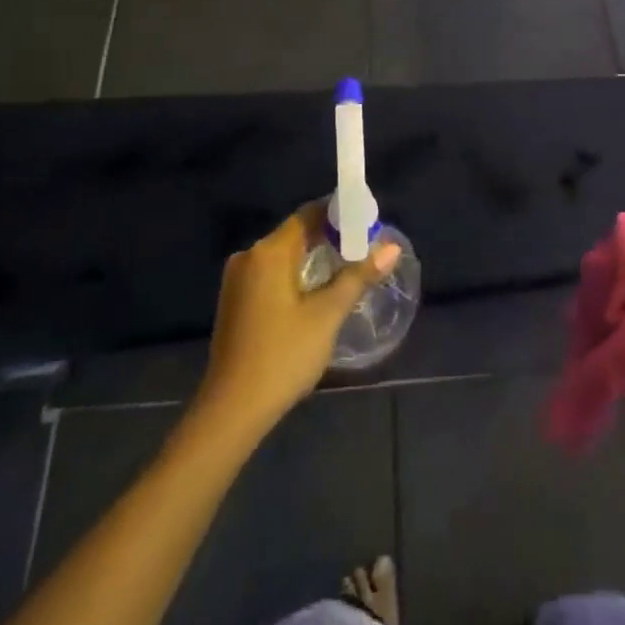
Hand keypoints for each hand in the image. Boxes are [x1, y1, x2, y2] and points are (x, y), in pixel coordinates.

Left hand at [194, 204, 401, 432]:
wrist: (232, 409)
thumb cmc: (284, 355)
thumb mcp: (327, 315)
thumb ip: (358, 276)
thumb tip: (391, 248)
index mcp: (268, 252)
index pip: (308, 215)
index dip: (339, 214)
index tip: (369, 222)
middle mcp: (249, 257)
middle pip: (296, 234)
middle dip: (331, 238)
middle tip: (367, 248)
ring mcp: (238, 280)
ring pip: (284, 256)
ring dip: (315, 259)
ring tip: (350, 269)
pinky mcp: (236, 302)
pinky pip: (272, 274)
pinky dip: (297, 275)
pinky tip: (319, 292)